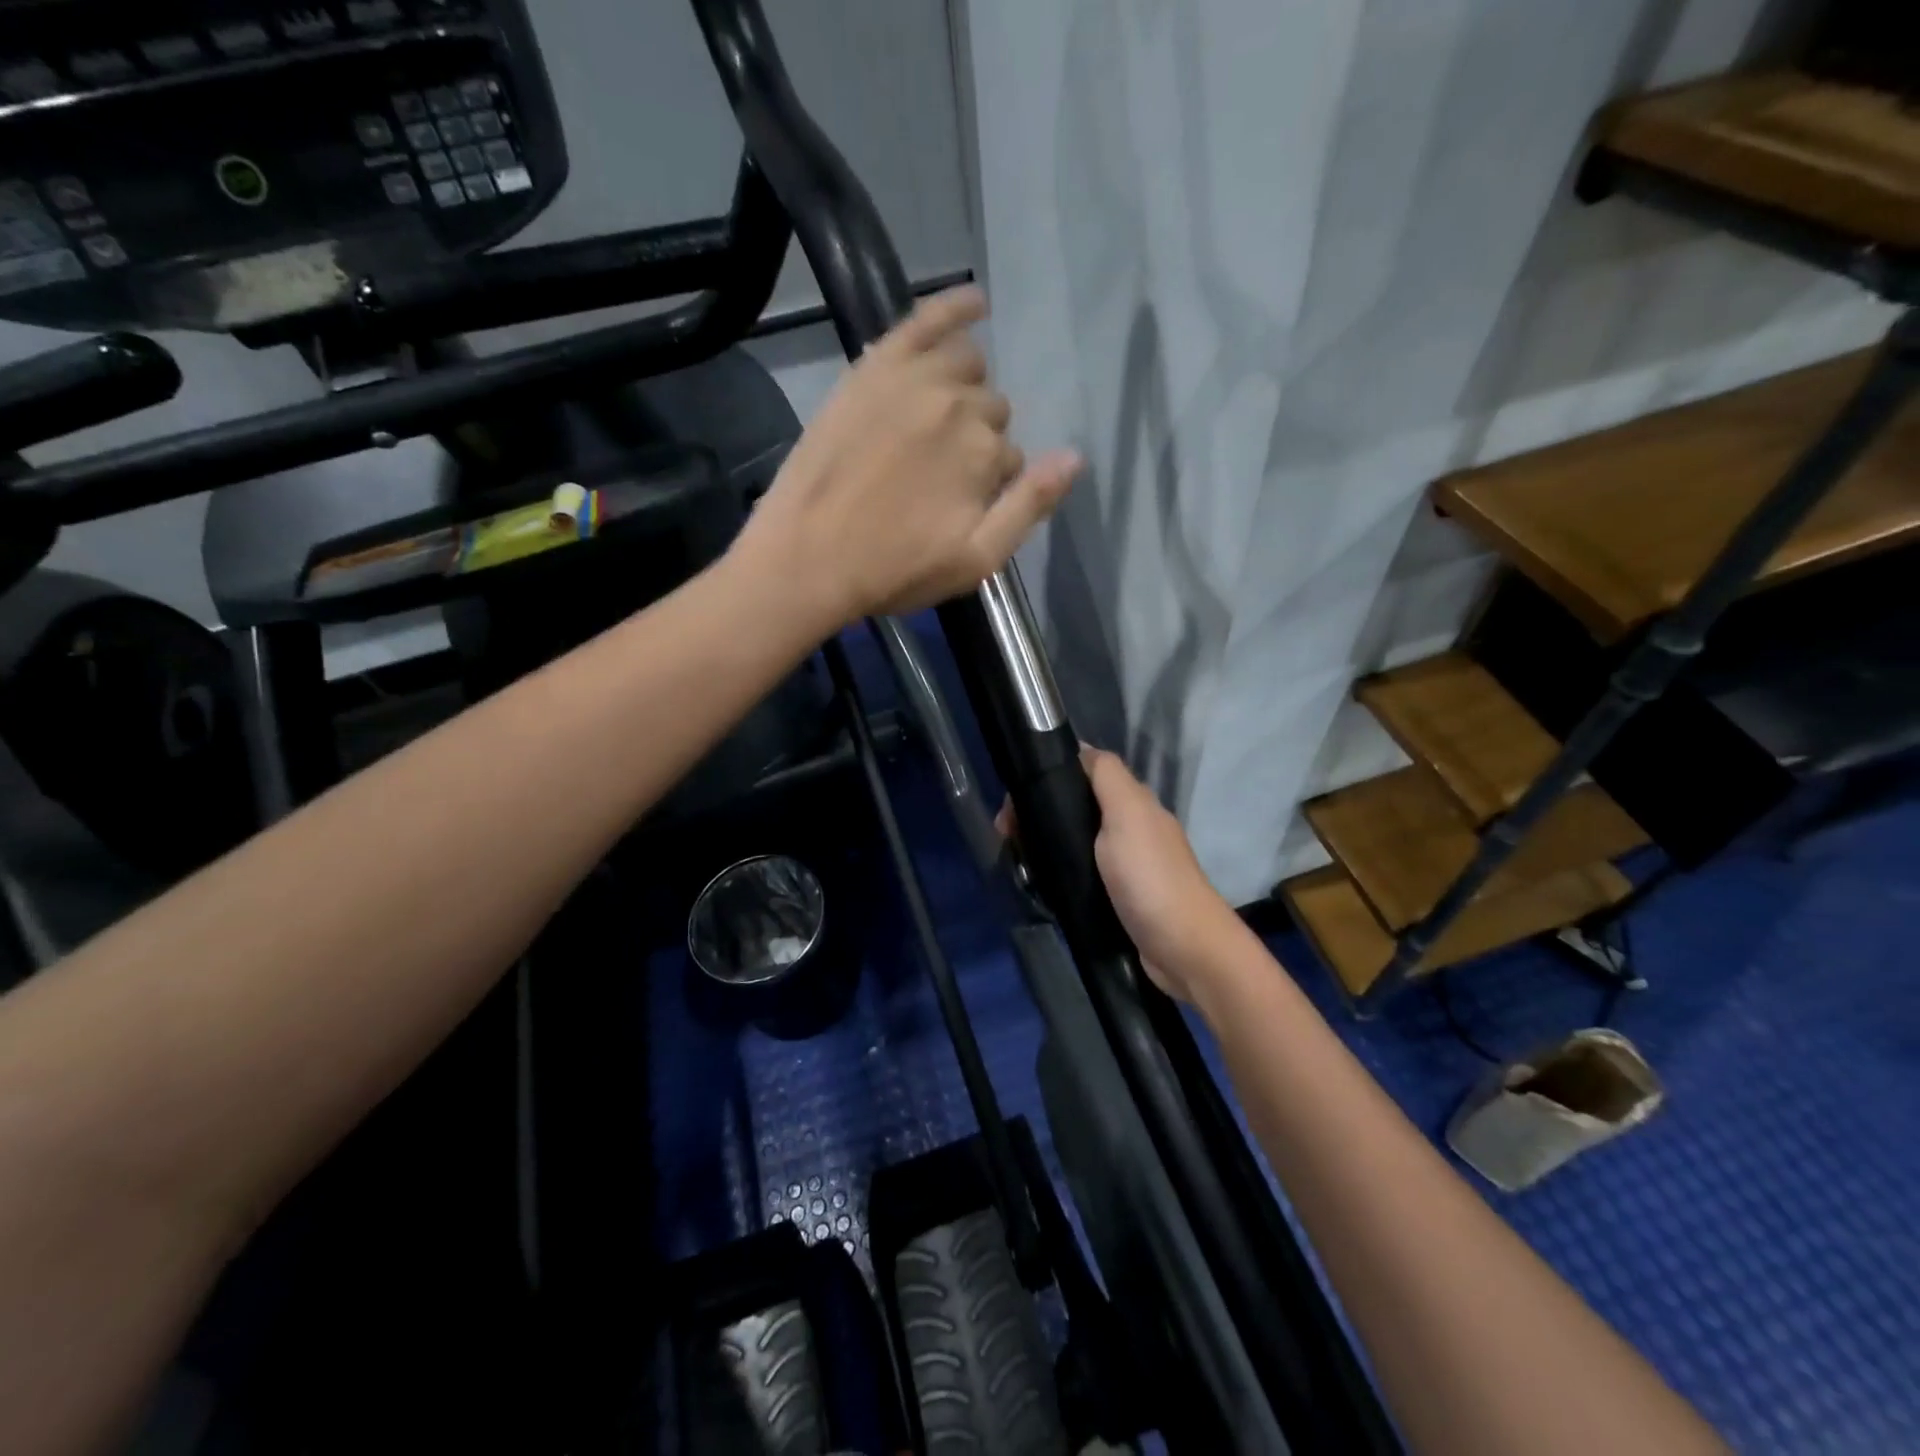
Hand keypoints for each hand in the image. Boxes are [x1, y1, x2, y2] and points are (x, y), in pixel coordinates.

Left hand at [736, 287, 1080, 630]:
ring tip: (942, 422)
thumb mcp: (975, 560)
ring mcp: (914, 379)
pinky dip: (954, 306)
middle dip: (979, 441)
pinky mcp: (873, 367)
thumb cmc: (894, 570)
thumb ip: (1029, 507)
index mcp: (985, 455)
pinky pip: (924, 319)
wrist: (806, 559)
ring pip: (968, 366)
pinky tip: (976, 303)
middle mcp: (957, 405)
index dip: (991, 485)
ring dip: (968, 389)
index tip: (962, 507)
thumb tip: (1075, 457)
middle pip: (991, 411)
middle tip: (940, 478)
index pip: (1011, 458)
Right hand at [1000, 746, 1239, 1002]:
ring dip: (1045, 844)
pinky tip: (1039, 882)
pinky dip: (1058, 871)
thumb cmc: (1150, 878)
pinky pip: (1079, 872)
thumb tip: (1079, 749)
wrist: (1184, 950)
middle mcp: (1129, 827)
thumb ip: (1107, 777)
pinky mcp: (1117, 896)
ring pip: (1075, 840)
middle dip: (1040, 813)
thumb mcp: (1127, 814)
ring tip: (1016, 859)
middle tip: (1007, 836)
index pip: (1085, 772)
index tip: (1014, 797)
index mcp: (1133, 803)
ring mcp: (1124, 865)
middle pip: (1076, 806)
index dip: (1049, 775)